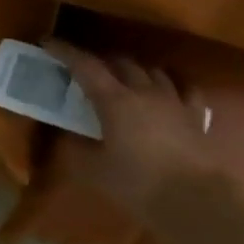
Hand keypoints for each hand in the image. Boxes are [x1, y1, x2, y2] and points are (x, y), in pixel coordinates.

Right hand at [44, 39, 234, 218]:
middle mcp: (144, 91)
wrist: (194, 198)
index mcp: (114, 101)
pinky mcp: (195, 114)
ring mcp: (174, 99)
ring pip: (152, 70)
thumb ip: (77, 150)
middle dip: (100, 61)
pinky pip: (183, 87)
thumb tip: (68, 138)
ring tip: (124, 79)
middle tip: (86, 70)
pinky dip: (170, 84)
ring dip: (134, 70)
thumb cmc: (138, 184)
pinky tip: (167, 91)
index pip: (85, 66)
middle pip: (120, 62)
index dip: (65, 52)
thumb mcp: (95, 171)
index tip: (49, 44)